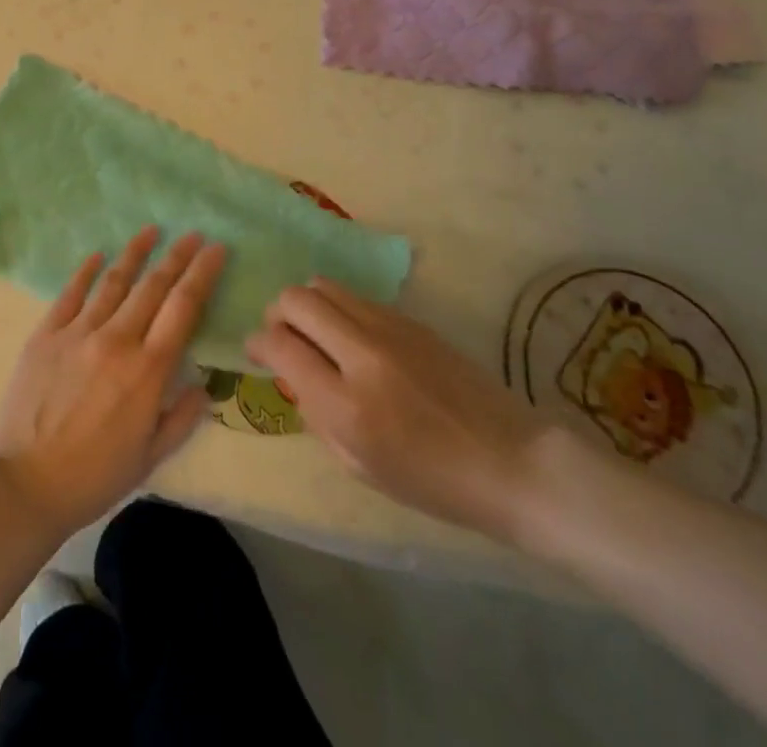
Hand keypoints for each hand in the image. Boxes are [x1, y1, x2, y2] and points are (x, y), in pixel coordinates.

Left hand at [0, 227, 227, 537]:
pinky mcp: (46, 334)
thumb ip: (182, 418)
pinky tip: (97, 255)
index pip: (183, 308)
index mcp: (147, 370)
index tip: (216, 249)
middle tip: (193, 234)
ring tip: (152, 230)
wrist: (23, 483)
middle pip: (153, 286)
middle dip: (177, 256)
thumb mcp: (150, 458)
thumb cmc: (93, 477)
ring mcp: (78, 332)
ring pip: (114, 281)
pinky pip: (70, 293)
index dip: (202, 274)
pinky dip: (86, 271)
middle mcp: (116, 340)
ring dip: (136, 252)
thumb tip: (204, 386)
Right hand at [244, 278, 551, 544]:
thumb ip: (315, 413)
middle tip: (283, 337)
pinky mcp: (411, 319)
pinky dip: (339, 309)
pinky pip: (356, 297)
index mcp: (346, 404)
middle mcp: (362, 354)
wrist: (510, 462)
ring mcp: (390, 329)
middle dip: (277, 313)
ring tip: (316, 333)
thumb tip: (291, 373)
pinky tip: (352, 338)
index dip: (256, 342)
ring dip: (308, 305)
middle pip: (297, 299)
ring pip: (324, 285)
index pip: (279, 344)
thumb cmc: (432, 481)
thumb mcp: (359, 465)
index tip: (255, 350)